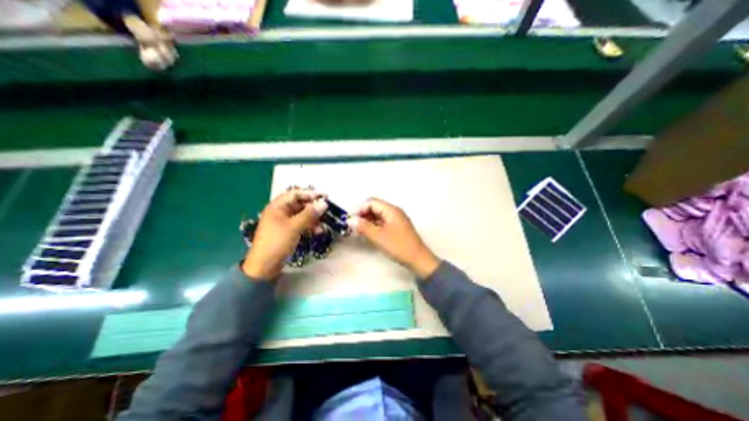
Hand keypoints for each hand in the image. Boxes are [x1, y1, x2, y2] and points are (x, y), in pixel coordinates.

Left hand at [243, 190, 327, 280]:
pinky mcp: (289, 231)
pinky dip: (310, 226)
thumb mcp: (294, 227)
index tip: (325, 197)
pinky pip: (302, 224)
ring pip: (303, 215)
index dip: (310, 194)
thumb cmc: (277, 242)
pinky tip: (318, 231)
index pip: (295, 194)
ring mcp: (284, 222)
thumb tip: (324, 203)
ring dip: (314, 218)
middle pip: (300, 204)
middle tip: (327, 211)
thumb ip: (309, 214)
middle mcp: (281, 211)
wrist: (265, 266)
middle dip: (314, 208)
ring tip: (323, 224)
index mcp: (277, 206)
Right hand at [349, 197, 439, 279]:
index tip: (351, 220)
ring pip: (378, 215)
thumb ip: (363, 227)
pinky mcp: (397, 228)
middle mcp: (394, 212)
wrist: (417, 259)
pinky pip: (382, 222)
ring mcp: (396, 220)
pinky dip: (373, 226)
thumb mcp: (379, 236)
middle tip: (353, 226)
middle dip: (362, 215)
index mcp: (391, 210)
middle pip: (374, 207)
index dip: (359, 209)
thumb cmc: (399, 246)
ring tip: (358, 230)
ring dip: (367, 221)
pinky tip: (368, 233)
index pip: (371, 202)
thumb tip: (350, 220)